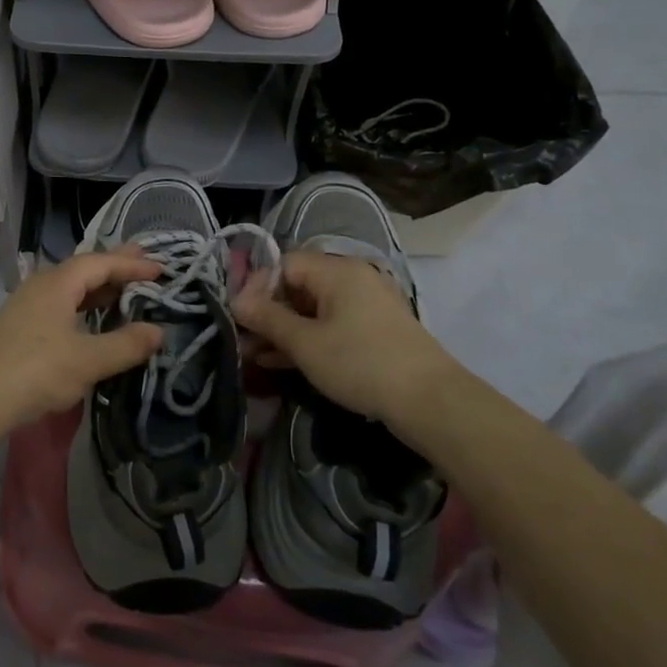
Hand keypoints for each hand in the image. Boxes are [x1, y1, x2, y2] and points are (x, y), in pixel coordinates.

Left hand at [0, 250, 163, 432]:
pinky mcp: (22, 326)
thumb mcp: (88, 360)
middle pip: (84, 268)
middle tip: (144, 259)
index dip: (131, 264)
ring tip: (124, 287)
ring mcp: (28, 305)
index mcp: (57, 283)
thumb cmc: (36, 371)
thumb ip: (126, 344)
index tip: (161, 269)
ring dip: (99, 287)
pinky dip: (84, 304)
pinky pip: (62, 303)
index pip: (100, 263)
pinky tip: (92, 317)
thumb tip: (158, 331)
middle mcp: (42, 285)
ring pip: (71, 287)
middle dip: (115, 265)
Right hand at [231, 251, 462, 430]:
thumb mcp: (305, 343)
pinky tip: (281, 361)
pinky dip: (307, 339)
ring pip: (313, 309)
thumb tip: (236, 301)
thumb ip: (267, 318)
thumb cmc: (360, 363)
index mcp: (336, 270)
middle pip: (297, 286)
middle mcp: (352, 279)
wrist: (430, 402)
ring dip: (283, 330)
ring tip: (254, 355)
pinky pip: (331, 325)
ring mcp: (366, 305)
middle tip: (243, 340)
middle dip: (267, 313)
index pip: (283, 264)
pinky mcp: (374, 331)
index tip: (238, 317)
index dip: (256, 288)